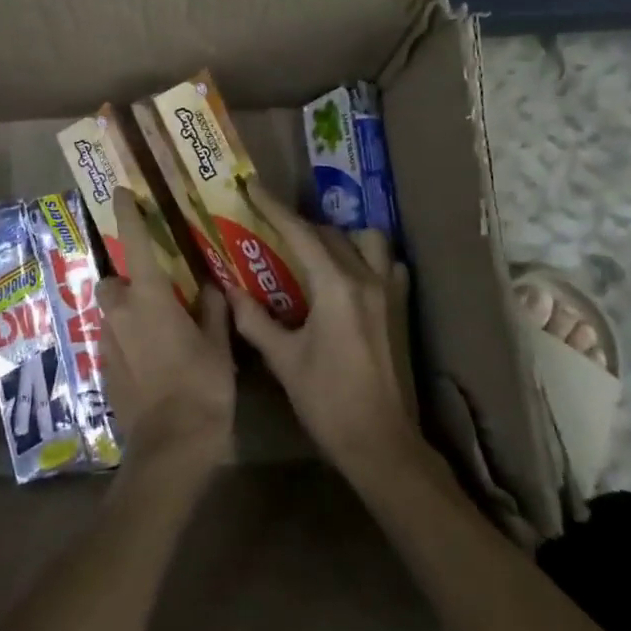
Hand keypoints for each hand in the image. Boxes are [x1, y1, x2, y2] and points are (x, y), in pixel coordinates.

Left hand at [96, 188, 235, 482]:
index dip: (127, 215)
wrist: (171, 445)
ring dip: (126, 313)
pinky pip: (111, 342)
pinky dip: (126, 341)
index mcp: (150, 298)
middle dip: (127, 282)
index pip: (135, 244)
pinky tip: (150, 361)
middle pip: (112, 283)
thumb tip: (210, 289)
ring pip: (110, 314)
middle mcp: (121, 314)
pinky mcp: (104, 371)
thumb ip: (213, 310)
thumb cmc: (202, 386)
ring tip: (157, 331)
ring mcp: (107, 344)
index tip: (120, 193)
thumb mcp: (218, 345)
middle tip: (156, 293)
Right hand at [226, 187, 419, 488]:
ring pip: (367, 240)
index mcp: (335, 287)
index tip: (251, 187)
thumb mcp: (283, 360)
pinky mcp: (401, 307)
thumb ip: (254, 320)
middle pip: (329, 234)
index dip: (273, 207)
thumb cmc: (327, 402)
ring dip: (339, 237)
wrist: (381, 442)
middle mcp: (366, 278)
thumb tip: (229, 291)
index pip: (300, 233)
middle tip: (270, 227)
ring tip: (314, 252)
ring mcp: (389, 291)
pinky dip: (368, 258)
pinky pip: (387, 264)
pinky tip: (350, 275)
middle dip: (298, 224)